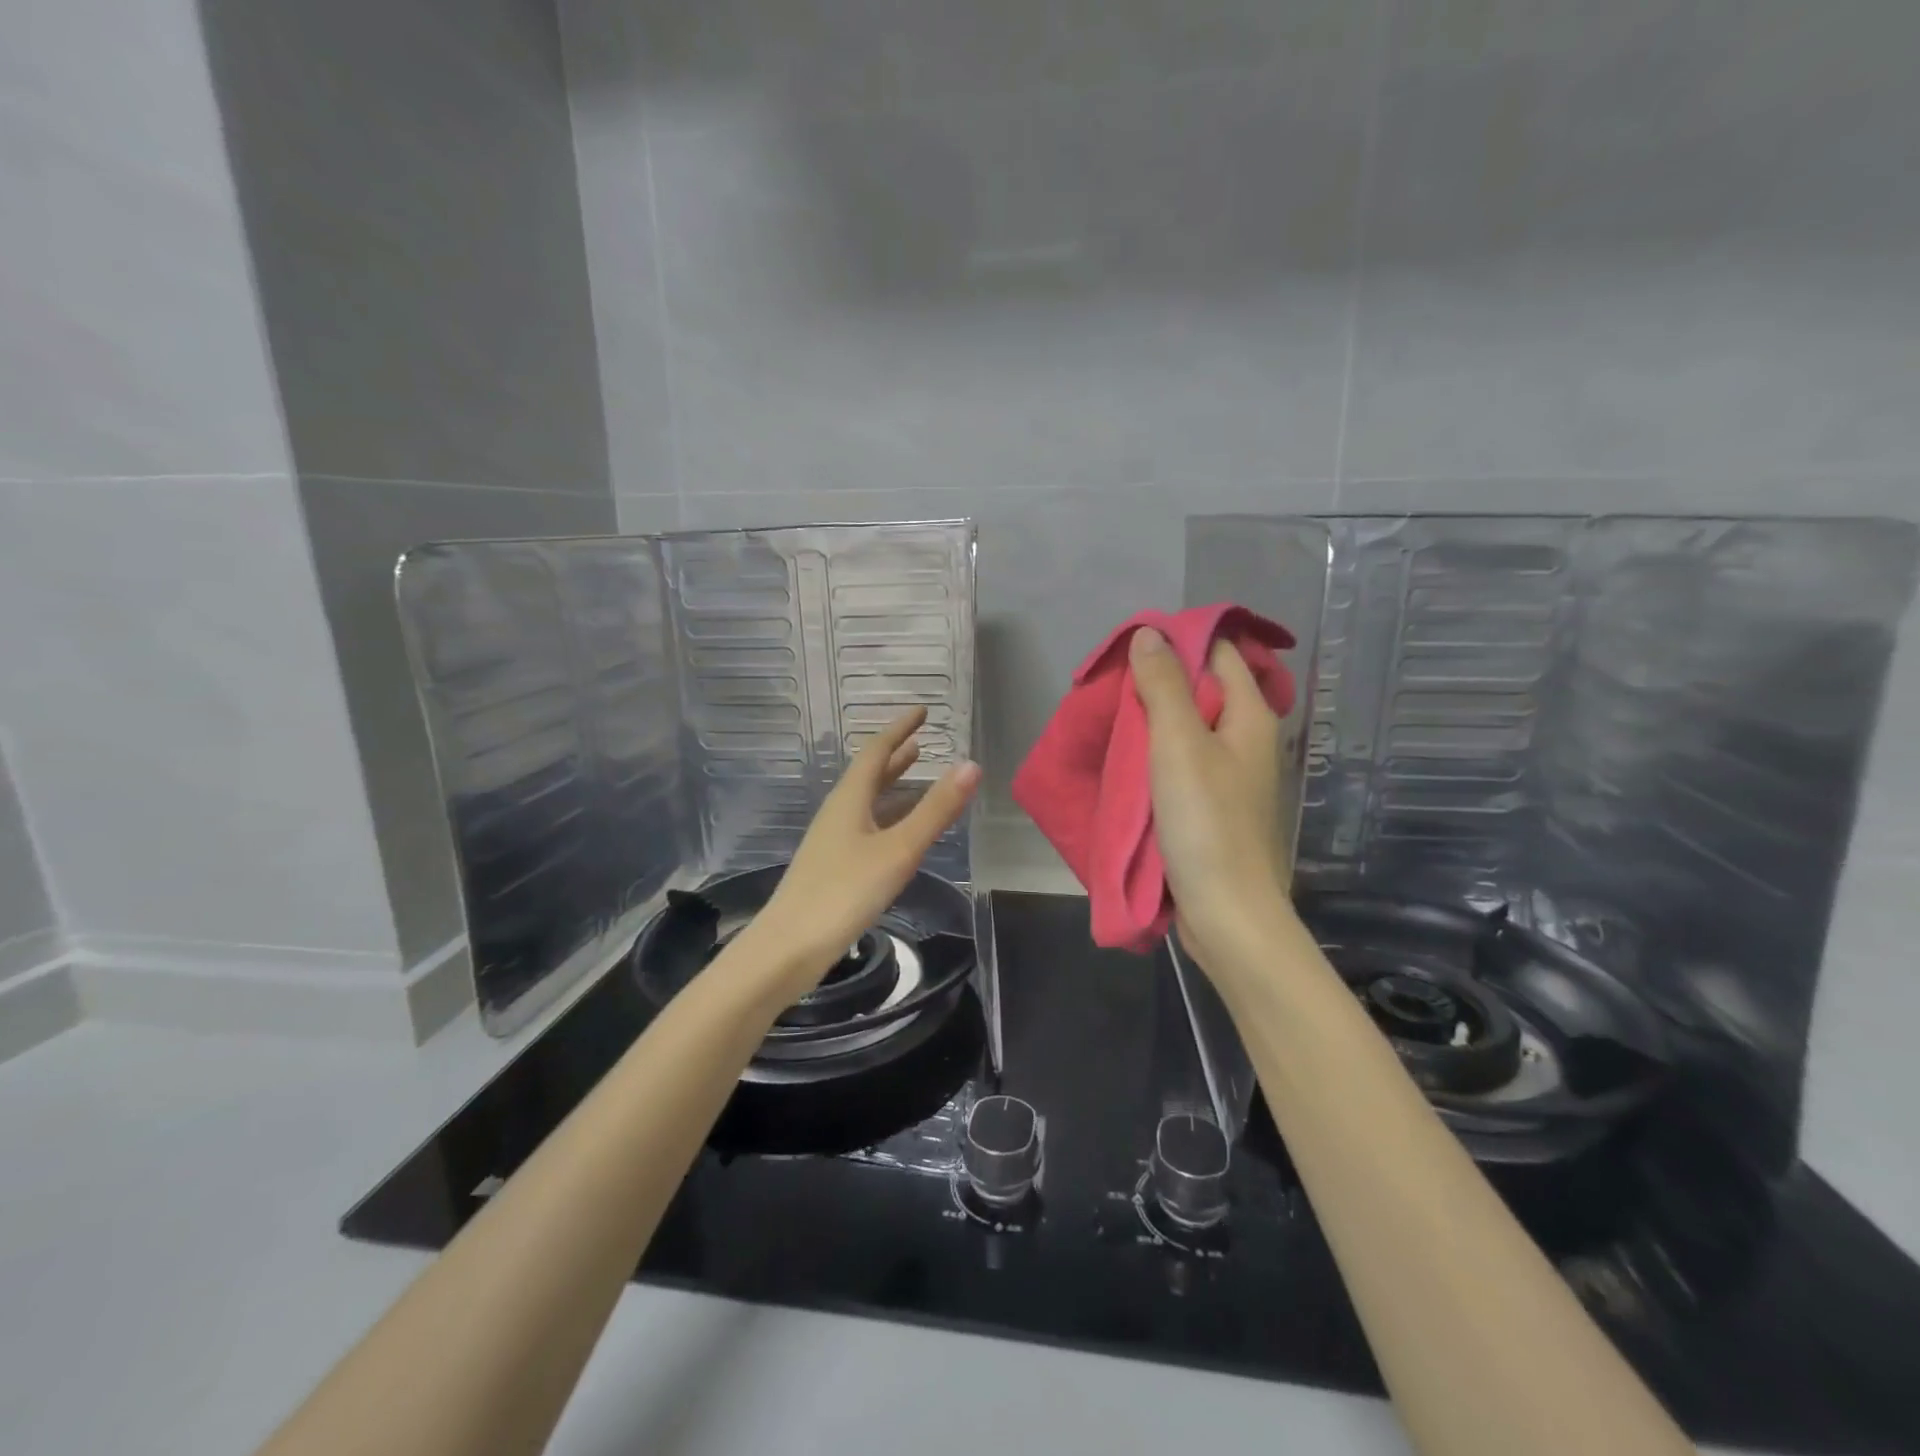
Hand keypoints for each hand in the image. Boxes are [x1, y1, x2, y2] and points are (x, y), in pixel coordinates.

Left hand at [747, 707, 981, 1000]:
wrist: (789, 947)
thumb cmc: (845, 892)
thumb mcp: (899, 849)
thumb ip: (935, 810)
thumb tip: (970, 765)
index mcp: (849, 799)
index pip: (876, 751)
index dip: (899, 729)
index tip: (922, 711)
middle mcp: (838, 812)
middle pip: (868, 774)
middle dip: (895, 755)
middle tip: (921, 740)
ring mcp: (832, 840)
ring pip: (866, 801)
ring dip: (891, 784)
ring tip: (915, 774)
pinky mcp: (833, 866)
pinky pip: (866, 825)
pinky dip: (887, 815)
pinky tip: (898, 832)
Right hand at [1129, 626, 1294, 973]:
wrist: (1226, 912)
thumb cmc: (1206, 823)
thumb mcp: (1178, 745)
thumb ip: (1164, 686)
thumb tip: (1149, 633)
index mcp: (1251, 716)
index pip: (1219, 652)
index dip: (1178, 641)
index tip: (1131, 646)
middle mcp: (1246, 739)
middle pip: (1202, 689)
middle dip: (1157, 680)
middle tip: (1110, 682)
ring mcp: (1230, 775)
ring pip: (1188, 728)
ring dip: (1152, 719)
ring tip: (1109, 716)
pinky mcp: (1212, 805)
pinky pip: (1181, 762)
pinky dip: (1155, 754)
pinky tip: (1125, 757)